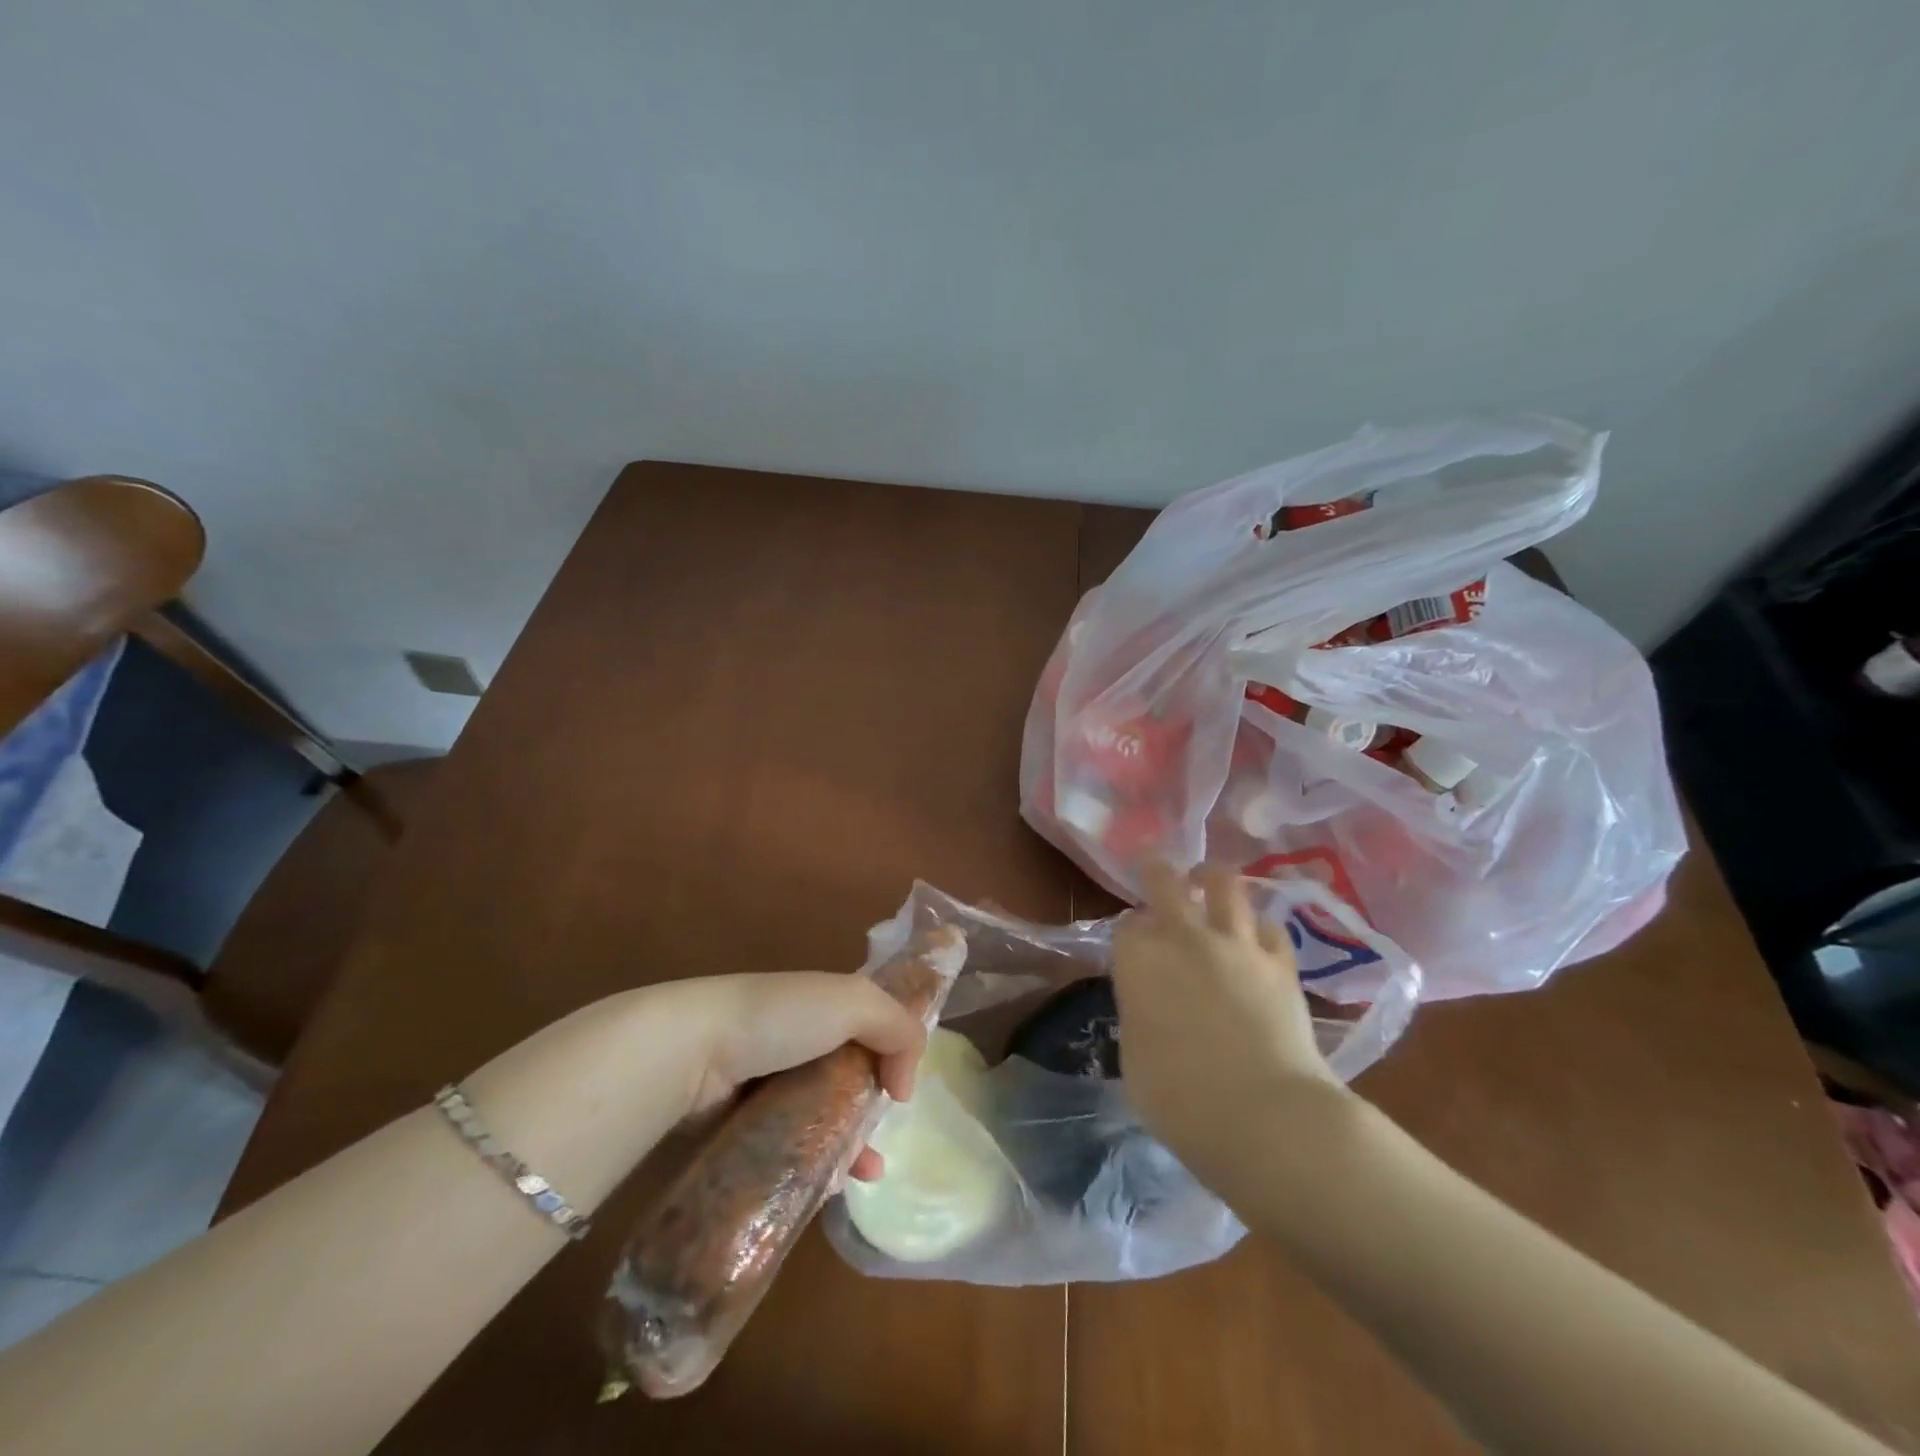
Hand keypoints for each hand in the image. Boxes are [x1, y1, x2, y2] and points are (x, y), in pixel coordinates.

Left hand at [645, 972, 928, 1180]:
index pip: (869, 1028)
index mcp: (821, 1005)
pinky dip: (814, 1164)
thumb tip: (904, 1086)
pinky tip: (830, 1186)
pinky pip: (790, 1146)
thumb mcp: (854, 1001)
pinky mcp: (743, 1122)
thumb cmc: (780, 1018)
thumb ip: (898, 1028)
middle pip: (848, 1077)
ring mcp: (767, 1083)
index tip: (902, 1091)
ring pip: (821, 1117)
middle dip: (872, 1111)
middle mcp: (797, 1039)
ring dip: (849, 1145)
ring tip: (864, 1173)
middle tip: (882, 1143)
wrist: (692, 1051)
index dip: (892, 1054)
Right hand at [1112, 859, 1349, 1191]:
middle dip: (1156, 870)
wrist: (1264, 1114)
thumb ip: (1140, 1015)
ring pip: (1224, 885)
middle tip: (1154, 866)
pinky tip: (1255, 937)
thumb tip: (1152, 1005)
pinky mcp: (1280, 963)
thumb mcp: (1135, 1058)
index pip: (1126, 927)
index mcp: (1138, 959)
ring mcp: (1236, 945)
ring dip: (1211, 878)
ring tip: (1208, 879)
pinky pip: (1269, 927)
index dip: (1129, 934)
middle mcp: (1184, 937)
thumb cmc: (1179, 1098)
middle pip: (1165, 881)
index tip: (1132, 947)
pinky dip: (1258, 928)